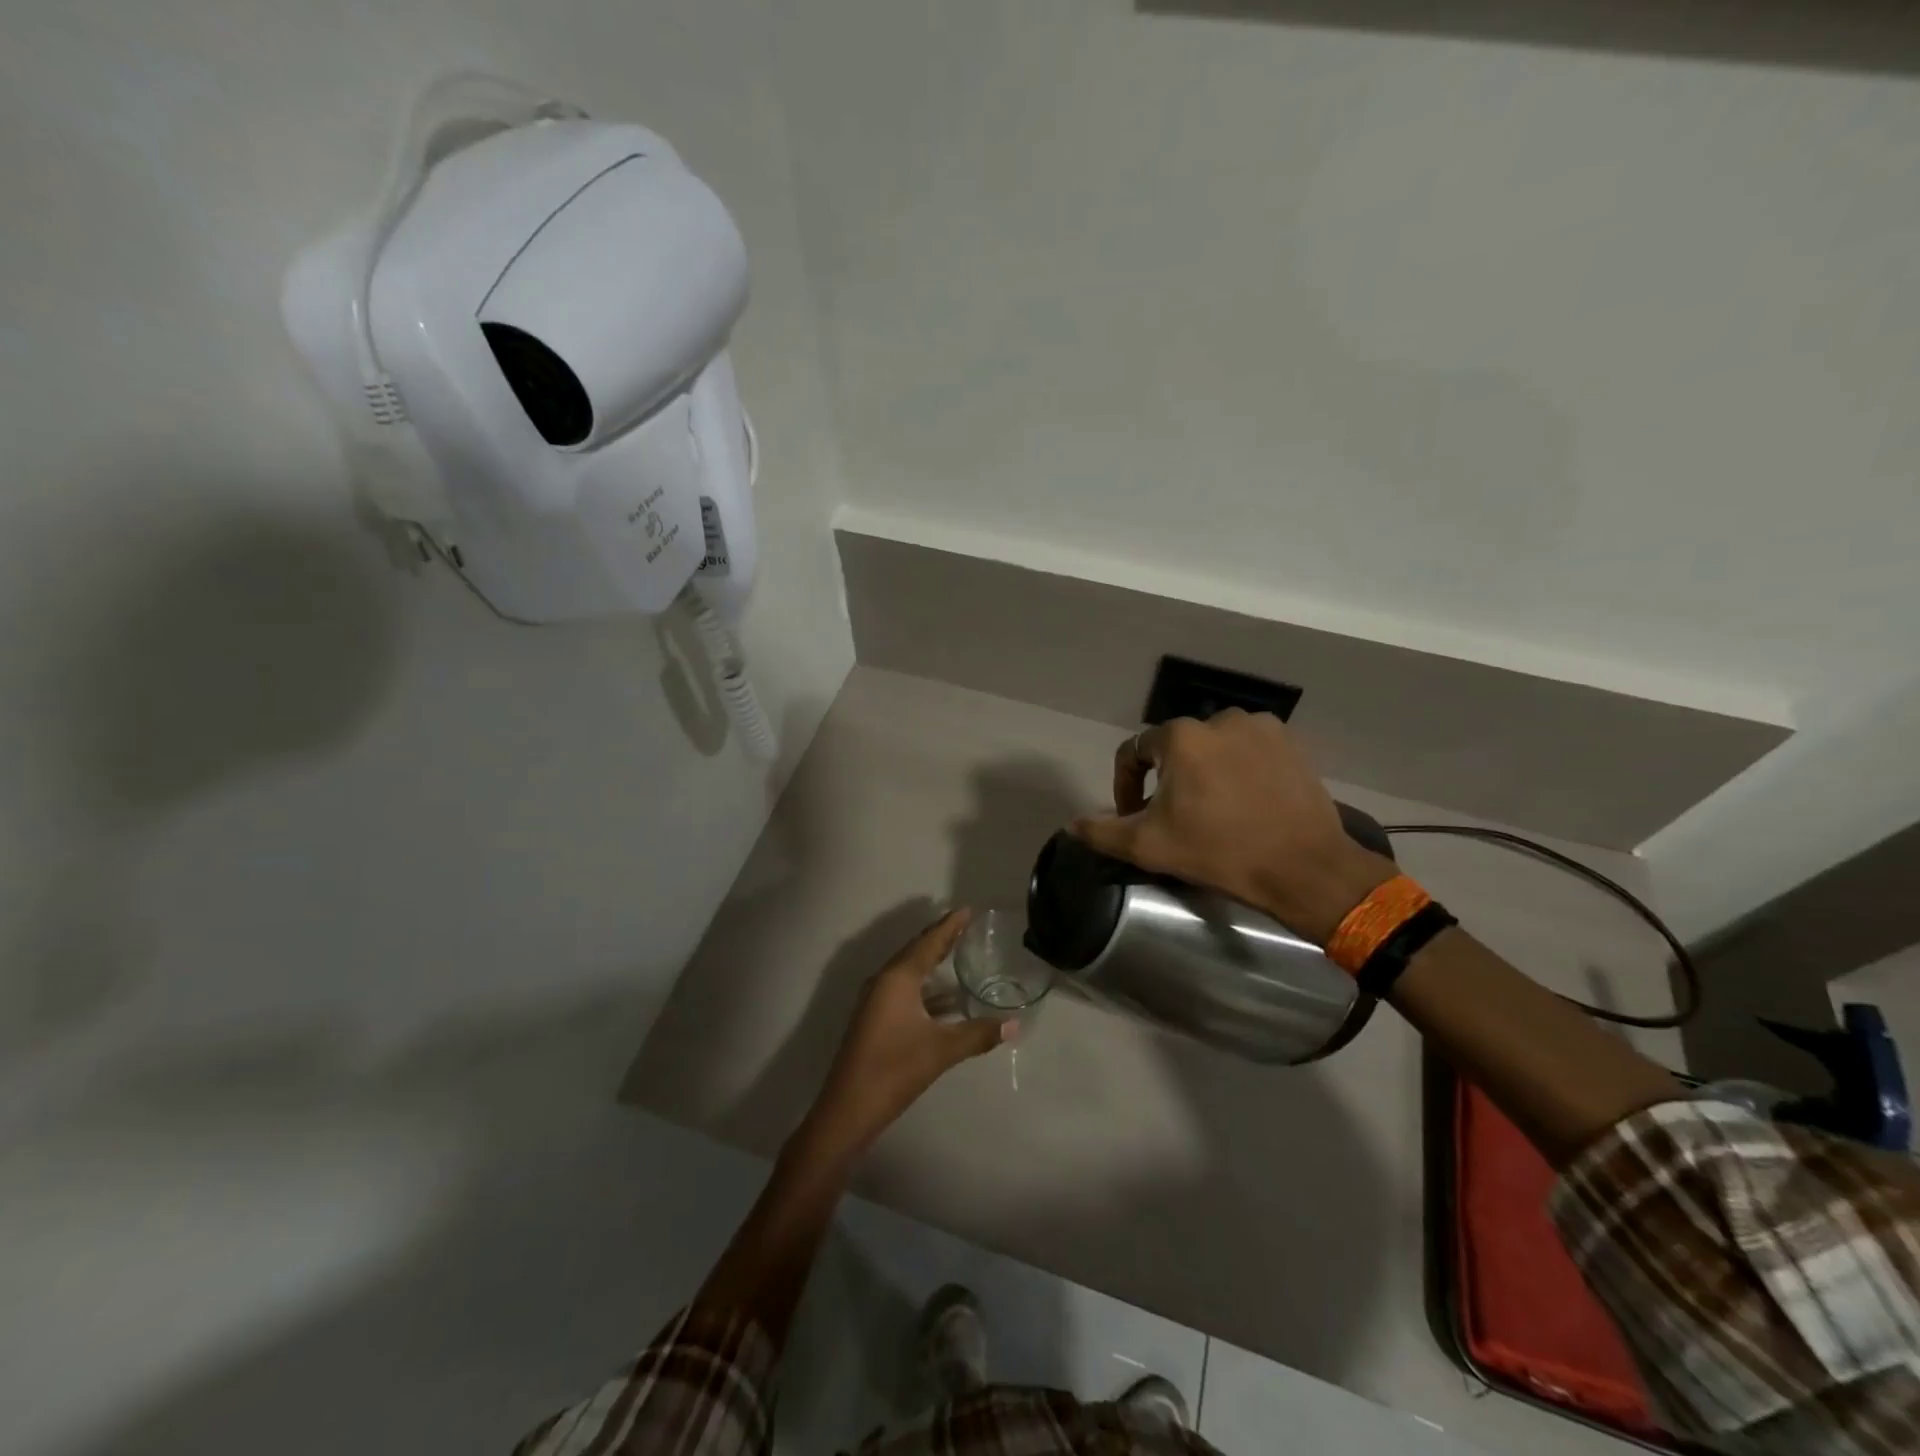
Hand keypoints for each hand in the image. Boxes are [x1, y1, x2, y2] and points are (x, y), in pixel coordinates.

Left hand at [796, 910, 1010, 1163]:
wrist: (848, 1109)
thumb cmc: (894, 1069)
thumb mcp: (941, 1050)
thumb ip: (978, 1034)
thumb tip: (1015, 1025)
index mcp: (897, 979)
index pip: (928, 943)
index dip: (949, 926)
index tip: (967, 909)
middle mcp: (884, 982)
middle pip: (916, 952)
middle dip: (940, 938)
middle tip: (964, 925)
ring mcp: (875, 1001)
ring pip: (908, 972)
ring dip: (931, 963)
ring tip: (957, 954)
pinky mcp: (874, 1019)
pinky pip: (904, 990)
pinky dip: (925, 988)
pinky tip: (945, 999)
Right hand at [1071, 710, 1394, 944]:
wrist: (1304, 868)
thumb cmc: (1219, 852)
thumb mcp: (1149, 847)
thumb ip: (1102, 831)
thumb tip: (1073, 824)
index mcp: (1180, 737)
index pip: (1134, 752)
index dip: (1126, 785)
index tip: (1133, 816)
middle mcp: (1218, 719)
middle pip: (1175, 748)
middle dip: (1167, 779)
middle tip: (1175, 816)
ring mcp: (1260, 727)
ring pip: (1214, 747)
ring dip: (1204, 770)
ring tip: (1212, 807)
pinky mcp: (1291, 743)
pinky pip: (1249, 749)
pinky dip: (1240, 768)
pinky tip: (1246, 800)